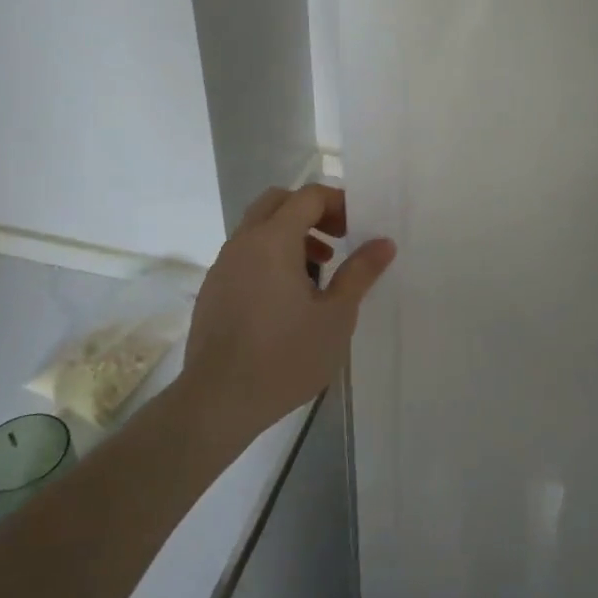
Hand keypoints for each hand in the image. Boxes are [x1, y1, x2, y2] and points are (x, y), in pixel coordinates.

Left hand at [177, 184, 395, 451]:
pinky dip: (270, 256)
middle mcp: (243, 242)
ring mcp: (222, 266)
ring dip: (290, 235)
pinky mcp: (213, 290)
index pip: (307, 196)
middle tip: (338, 239)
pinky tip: (287, 298)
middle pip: (277, 202)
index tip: (358, 227)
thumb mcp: (336, 316)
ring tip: (319, 272)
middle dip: (311, 212)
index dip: (337, 203)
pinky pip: (245, 254)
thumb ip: (360, 273)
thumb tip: (384, 243)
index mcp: (273, 240)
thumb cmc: (285, 356)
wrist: (218, 401)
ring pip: (258, 228)